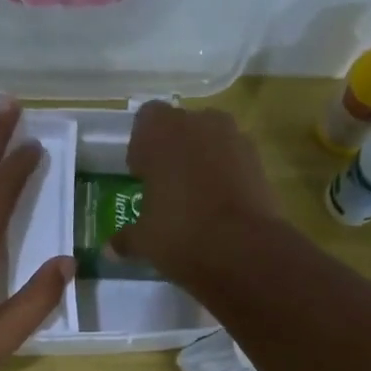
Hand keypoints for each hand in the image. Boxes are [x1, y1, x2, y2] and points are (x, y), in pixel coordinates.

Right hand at [112, 102, 283, 288]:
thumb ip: (126, 238)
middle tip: (166, 187)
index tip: (141, 175)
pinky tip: (220, 208)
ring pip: (211, 142)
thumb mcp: (144, 240)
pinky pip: (234, 161)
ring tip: (195, 199)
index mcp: (162, 131)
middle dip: (173, 151)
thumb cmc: (180, 233)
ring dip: (202, 162)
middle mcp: (200, 123)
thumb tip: (111, 248)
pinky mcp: (260, 162)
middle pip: (182, 127)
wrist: (244, 250)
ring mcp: (235, 139)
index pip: (146, 120)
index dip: (142, 147)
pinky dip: (226, 177)